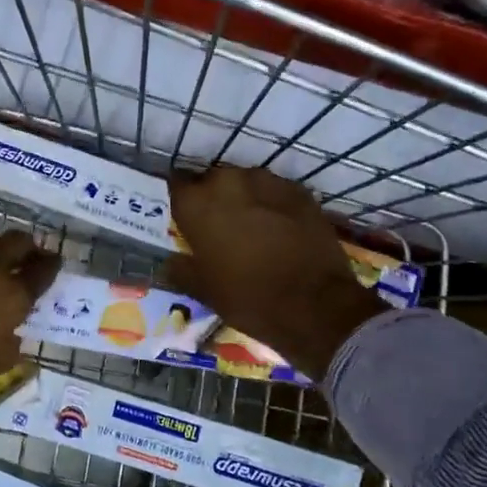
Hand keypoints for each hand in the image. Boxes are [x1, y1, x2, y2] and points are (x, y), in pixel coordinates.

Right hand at [163, 166, 380, 380]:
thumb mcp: (203, 290)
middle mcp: (228, 181)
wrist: (315, 305)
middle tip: (218, 226)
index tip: (184, 217)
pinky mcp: (299, 191)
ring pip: (245, 183)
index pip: (176, 184)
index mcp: (197, 203)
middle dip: (213, 199)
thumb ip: (180, 269)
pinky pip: (275, 192)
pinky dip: (272, 204)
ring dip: (244, 199)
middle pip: (212, 181)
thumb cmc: (248, 298)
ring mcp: (267, 182)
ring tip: (251, 226)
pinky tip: (279, 228)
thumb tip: (170, 262)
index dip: (180, 200)